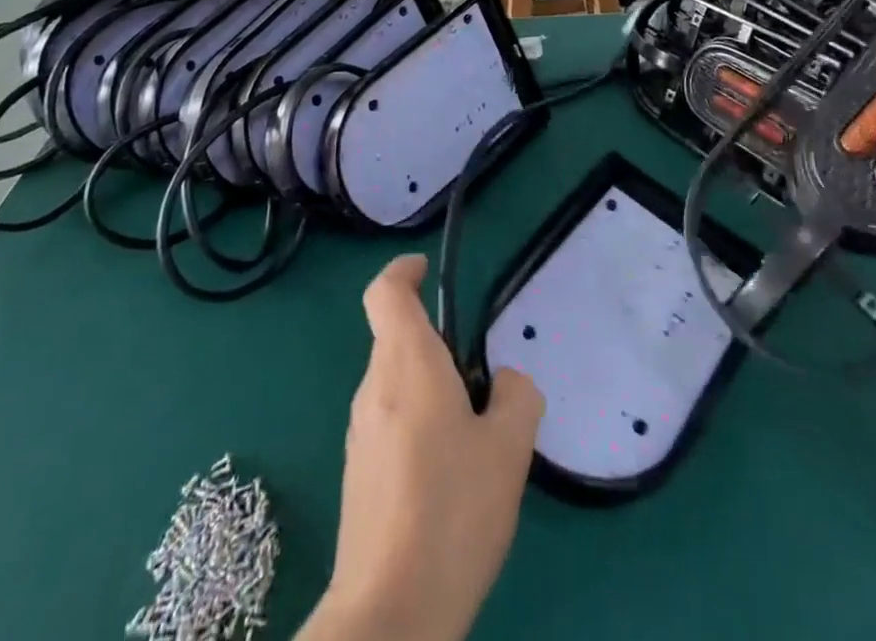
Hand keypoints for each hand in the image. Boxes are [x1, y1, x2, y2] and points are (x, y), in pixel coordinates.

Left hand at [306, 254, 543, 640]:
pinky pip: (390, 422)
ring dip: (430, 388)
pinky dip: (418, 424)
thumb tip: (505, 384)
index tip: (426, 270)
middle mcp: (374, 388)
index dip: (403, 271)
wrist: (390, 613)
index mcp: (406, 364)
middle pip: (397, 339)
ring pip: (396, 383)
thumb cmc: (452, 512)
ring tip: (473, 440)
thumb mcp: (509, 447)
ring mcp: (360, 433)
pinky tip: (448, 478)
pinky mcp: (358, 473)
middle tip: (481, 384)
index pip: (386, 293)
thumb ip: (517, 395)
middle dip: (437, 345)